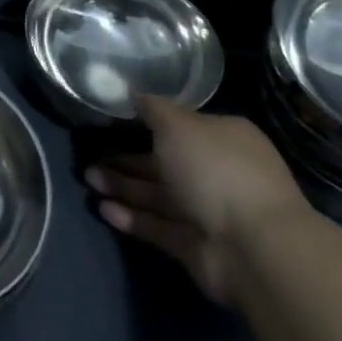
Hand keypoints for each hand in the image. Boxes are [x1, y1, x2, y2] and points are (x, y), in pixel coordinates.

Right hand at [85, 95, 310, 305]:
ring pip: (158, 195)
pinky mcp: (195, 246)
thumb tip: (134, 93)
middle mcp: (217, 172)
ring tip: (87, 178)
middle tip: (90, 154)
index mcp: (222, 138)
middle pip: (164, 162)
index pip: (181, 126)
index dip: (149, 122)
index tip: (115, 119)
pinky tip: (102, 208)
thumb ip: (153, 109)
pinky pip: (158, 226)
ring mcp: (207, 211)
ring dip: (123, 187)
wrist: (253, 247)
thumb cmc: (215, 169)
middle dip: (127, 159)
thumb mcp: (178, 125)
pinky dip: (132, 218)